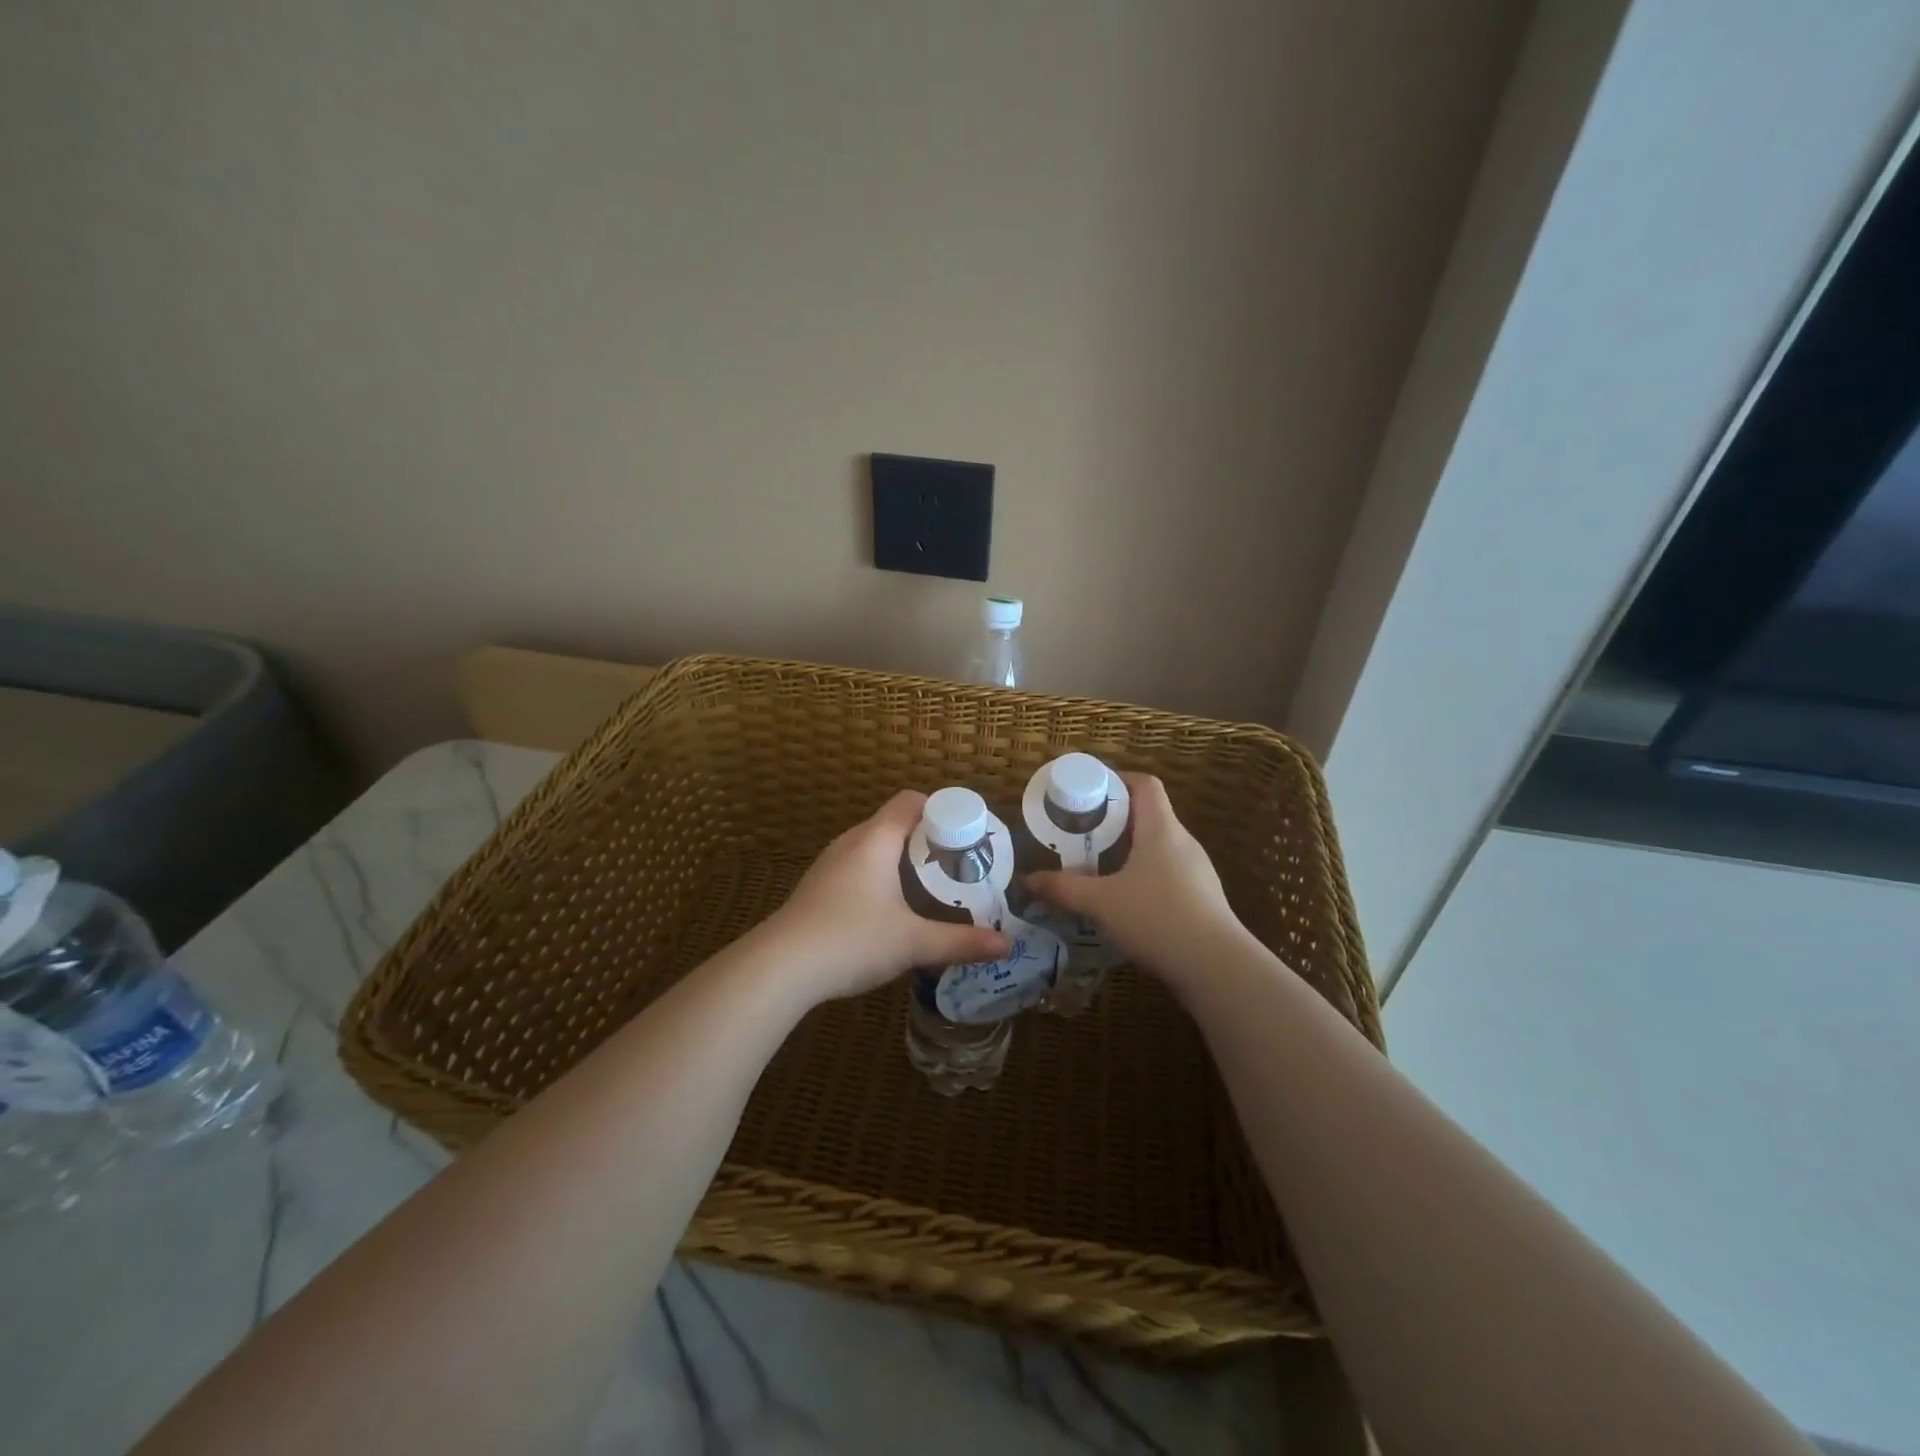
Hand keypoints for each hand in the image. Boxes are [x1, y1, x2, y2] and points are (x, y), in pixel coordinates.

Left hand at [760, 791, 1010, 1004]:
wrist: (780, 967)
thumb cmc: (851, 940)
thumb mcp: (913, 943)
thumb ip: (960, 941)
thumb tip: (1006, 945)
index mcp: (876, 840)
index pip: (911, 801)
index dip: (941, 811)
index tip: (966, 837)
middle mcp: (852, 842)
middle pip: (895, 823)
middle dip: (928, 840)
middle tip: (957, 866)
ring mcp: (830, 864)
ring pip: (875, 847)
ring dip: (903, 859)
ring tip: (931, 887)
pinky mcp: (818, 886)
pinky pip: (858, 866)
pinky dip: (881, 875)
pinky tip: (891, 909)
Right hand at [1026, 773, 1246, 989]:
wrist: (1217, 968)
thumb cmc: (1157, 918)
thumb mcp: (1100, 903)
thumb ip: (1062, 889)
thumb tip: (1027, 881)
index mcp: (1161, 829)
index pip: (1145, 784)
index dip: (1117, 780)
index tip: (1088, 792)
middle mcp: (1183, 843)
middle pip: (1148, 815)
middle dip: (1113, 820)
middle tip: (1080, 833)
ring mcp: (1197, 872)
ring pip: (1157, 848)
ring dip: (1127, 852)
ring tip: (1096, 868)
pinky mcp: (1202, 900)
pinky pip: (1167, 875)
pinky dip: (1142, 878)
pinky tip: (1123, 903)